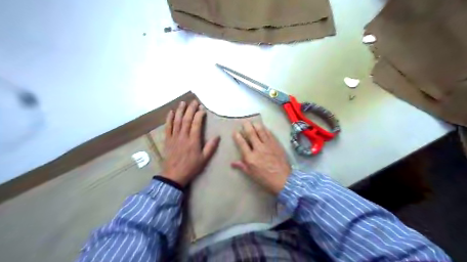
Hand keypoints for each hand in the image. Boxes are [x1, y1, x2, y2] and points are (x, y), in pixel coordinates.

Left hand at [163, 100, 220, 186]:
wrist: (174, 176)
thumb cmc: (191, 167)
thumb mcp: (204, 159)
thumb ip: (210, 147)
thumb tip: (218, 136)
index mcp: (193, 140)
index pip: (196, 123)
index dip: (199, 115)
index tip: (202, 109)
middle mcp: (183, 136)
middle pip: (187, 119)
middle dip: (191, 109)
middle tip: (194, 101)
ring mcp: (174, 137)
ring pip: (177, 121)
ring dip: (180, 111)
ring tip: (183, 103)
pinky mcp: (167, 140)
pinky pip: (168, 127)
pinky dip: (169, 119)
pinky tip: (171, 112)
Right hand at [231, 121, 290, 193]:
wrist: (283, 180)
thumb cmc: (265, 179)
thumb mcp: (251, 174)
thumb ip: (242, 166)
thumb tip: (232, 163)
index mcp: (250, 157)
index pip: (242, 143)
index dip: (237, 136)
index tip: (235, 132)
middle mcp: (258, 149)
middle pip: (251, 134)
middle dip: (246, 126)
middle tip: (244, 122)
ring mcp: (268, 145)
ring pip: (261, 131)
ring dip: (256, 125)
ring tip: (253, 122)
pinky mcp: (276, 144)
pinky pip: (270, 134)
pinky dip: (266, 129)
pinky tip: (264, 127)